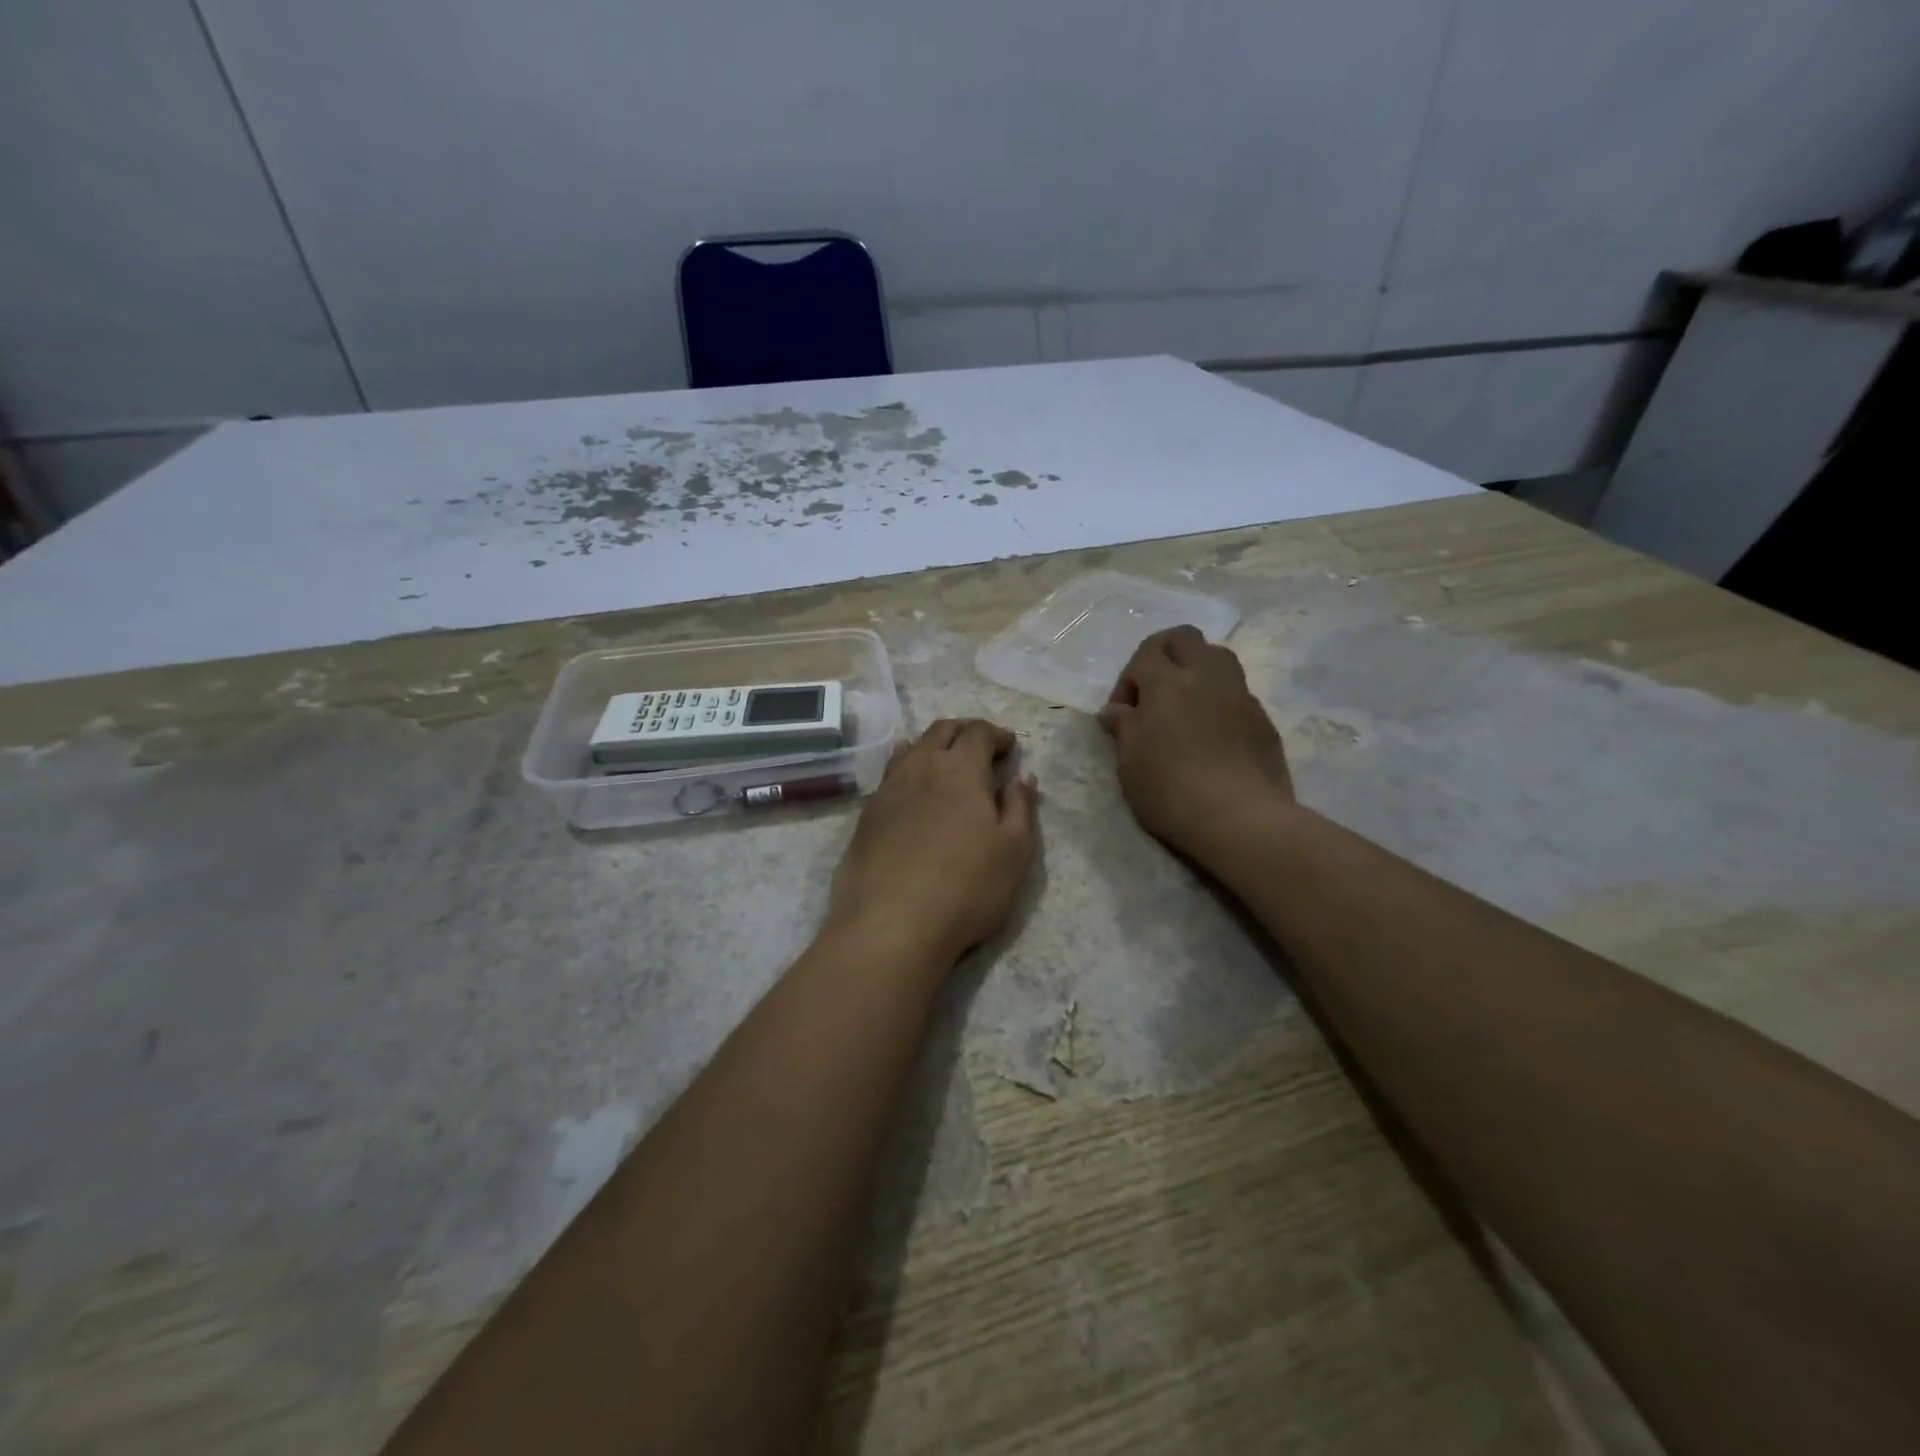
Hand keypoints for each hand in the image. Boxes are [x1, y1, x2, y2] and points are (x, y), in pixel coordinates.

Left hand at [824, 719, 1036, 968]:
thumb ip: (1020, 808)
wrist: (890, 925)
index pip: (978, 732)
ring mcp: (888, 790)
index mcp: (961, 769)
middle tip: (981, 750)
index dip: (996, 734)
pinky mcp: (866, 816)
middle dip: (964, 732)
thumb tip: (1023, 778)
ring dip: (932, 747)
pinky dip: (906, 769)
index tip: (1009, 747)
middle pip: (941, 731)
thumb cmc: (966, 888)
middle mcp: (921, 768)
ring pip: (911, 749)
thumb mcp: (1013, 851)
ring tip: (945, 762)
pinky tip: (909, 786)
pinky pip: (889, 776)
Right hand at [1097, 626, 1293, 855]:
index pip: (1146, 652)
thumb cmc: (1170, 789)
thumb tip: (1115, 711)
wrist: (1240, 820)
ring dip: (1196, 673)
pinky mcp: (1264, 722)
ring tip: (1183, 711)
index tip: (1123, 713)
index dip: (1128, 677)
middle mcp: (1207, 677)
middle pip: (1185, 638)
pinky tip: (1211, 739)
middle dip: (1164, 656)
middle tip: (1152, 694)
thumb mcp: (1129, 762)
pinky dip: (1218, 703)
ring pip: (1218, 658)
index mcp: (1168, 683)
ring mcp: (1241, 697)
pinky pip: (1237, 695)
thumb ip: (1123, 727)